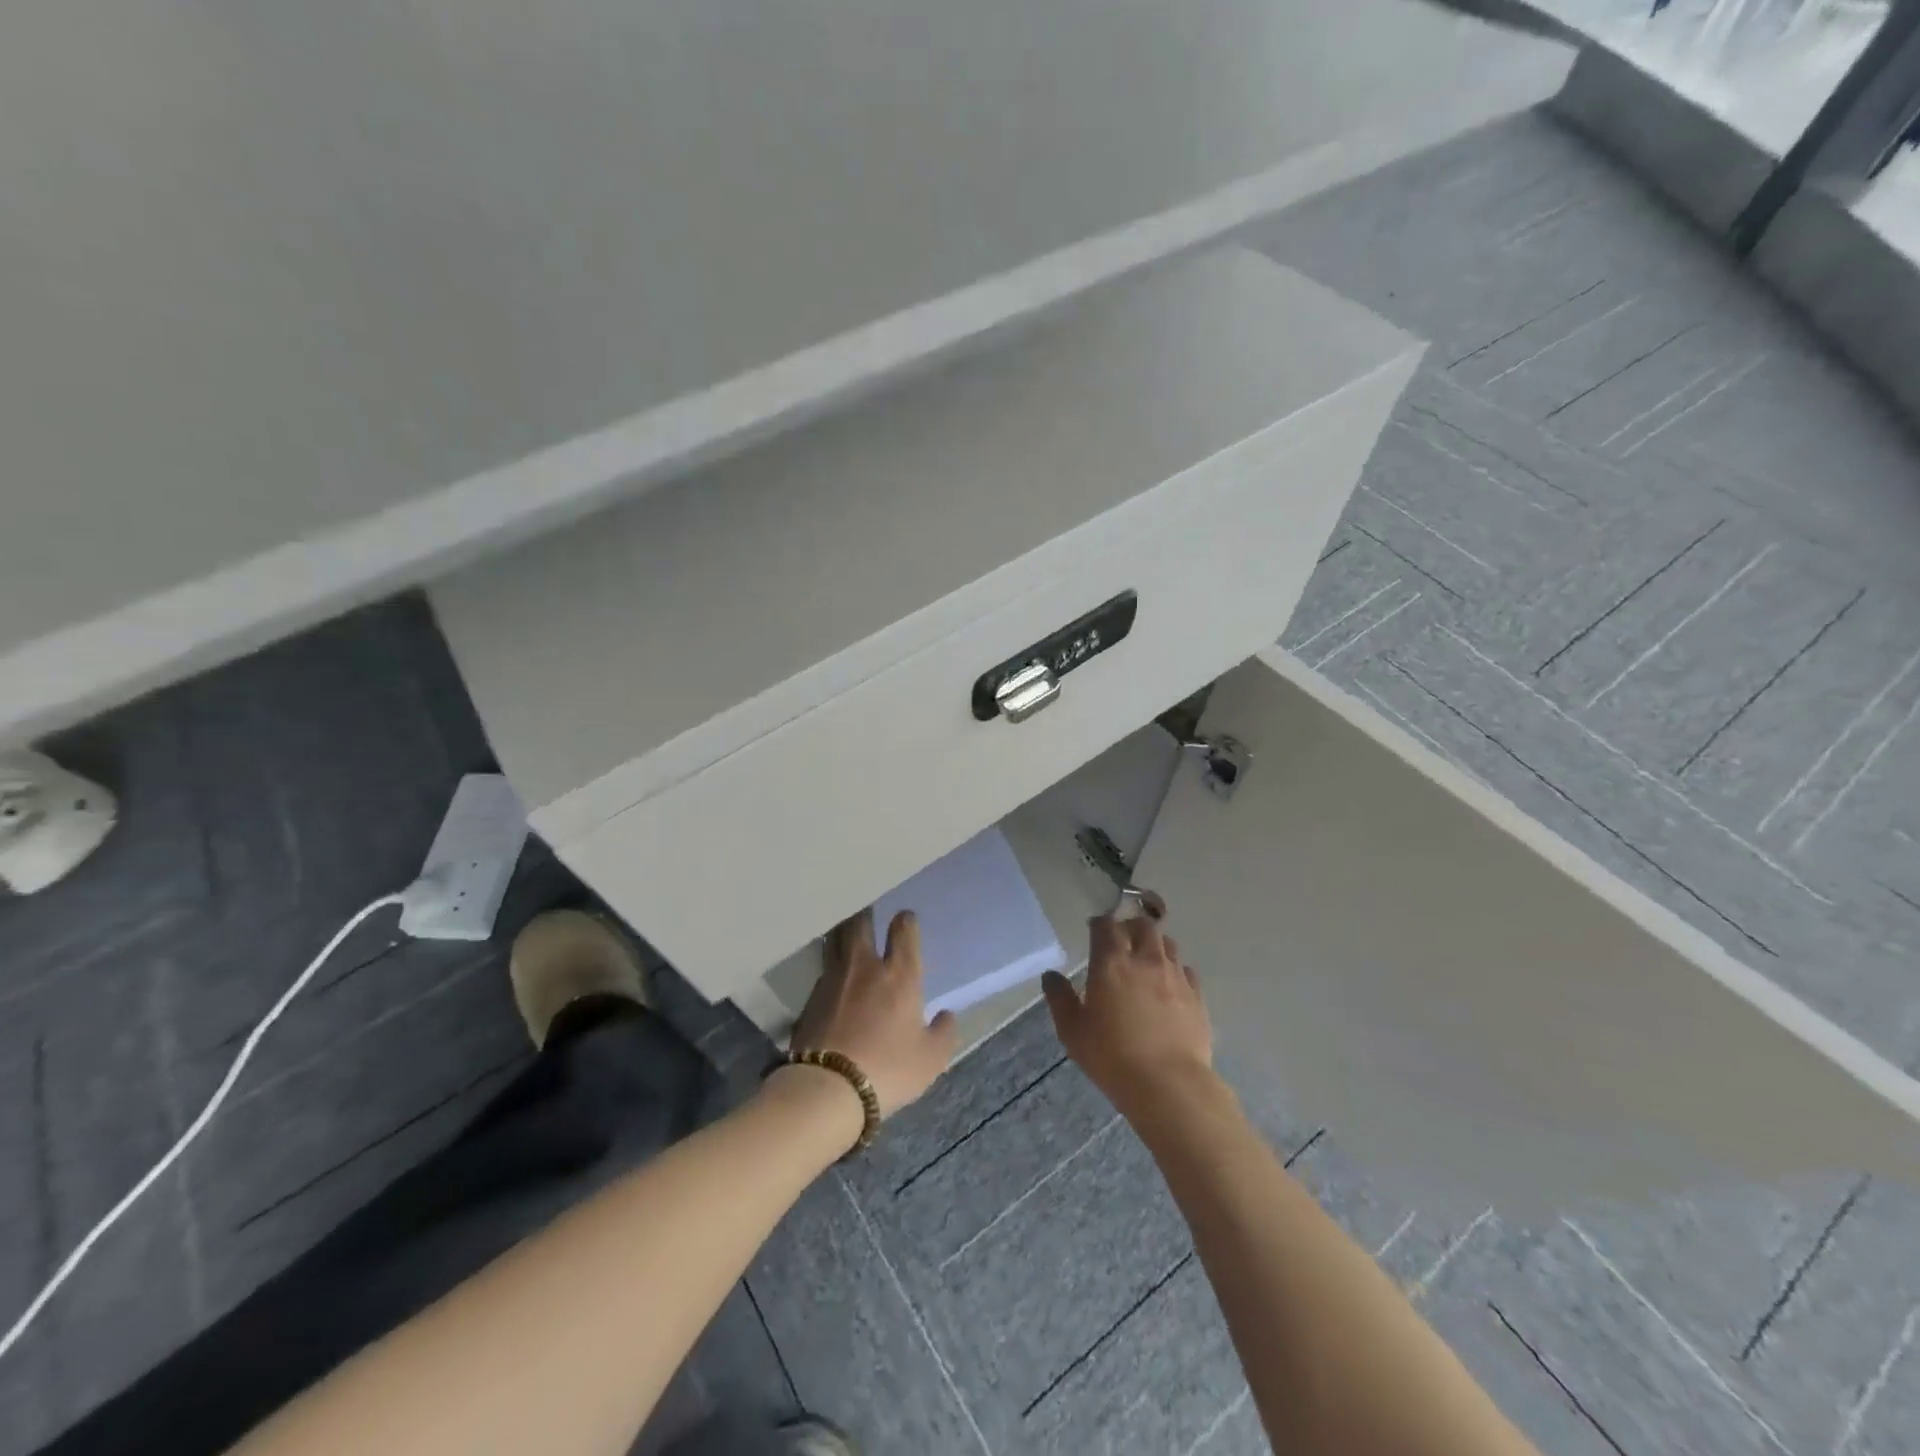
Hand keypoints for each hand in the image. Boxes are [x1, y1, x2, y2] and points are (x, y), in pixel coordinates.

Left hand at [791, 909, 957, 1116]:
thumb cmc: (888, 1069)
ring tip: (845, 934)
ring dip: (842, 934)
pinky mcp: (809, 998)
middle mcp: (865, 966)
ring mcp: (832, 979)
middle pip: (860, 923)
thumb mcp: (930, 1059)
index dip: (906, 921)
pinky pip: (822, 971)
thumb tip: (946, 1016)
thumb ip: (943, 1033)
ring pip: (835, 941)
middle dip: (866, 914)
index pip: (903, 930)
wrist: (826, 1088)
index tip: (905, 919)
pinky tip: (831, 979)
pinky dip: (829, 968)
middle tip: (868, 912)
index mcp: (899, 974)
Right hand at [1043, 909, 1213, 1118]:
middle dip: (1130, 927)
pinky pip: (1186, 970)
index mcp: (1111, 963)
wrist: (1169, 1085)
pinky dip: (1175, 969)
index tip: (1093, 931)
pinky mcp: (1197, 996)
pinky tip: (1169, 986)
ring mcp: (1175, 976)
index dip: (1098, 924)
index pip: (1105, 925)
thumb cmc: (1112, 1057)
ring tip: (1146, 960)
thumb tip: (1051, 975)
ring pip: (1168, 944)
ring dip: (1154, 944)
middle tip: (1122, 941)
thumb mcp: (1072, 1031)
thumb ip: (1060, 998)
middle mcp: (1146, 960)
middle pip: (1143, 925)